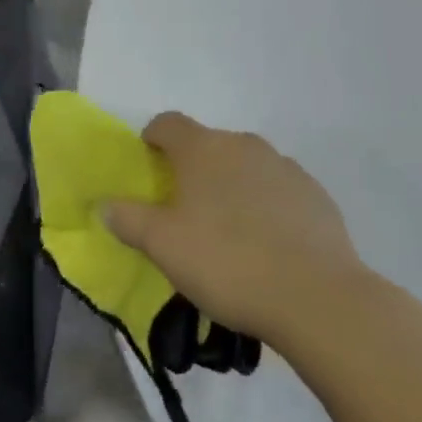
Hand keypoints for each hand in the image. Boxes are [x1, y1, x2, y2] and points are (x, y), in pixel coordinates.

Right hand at [101, 112, 366, 350]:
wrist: (317, 298)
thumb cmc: (227, 262)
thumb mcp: (163, 246)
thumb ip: (128, 219)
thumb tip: (104, 205)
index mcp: (203, 148)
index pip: (167, 123)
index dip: (152, 139)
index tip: (148, 167)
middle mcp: (244, 145)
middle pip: (208, 145)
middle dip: (193, 169)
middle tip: (185, 211)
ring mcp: (285, 167)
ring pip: (245, 166)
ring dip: (232, 186)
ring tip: (229, 232)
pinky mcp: (316, 195)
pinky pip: (279, 190)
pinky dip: (267, 205)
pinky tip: (268, 245)